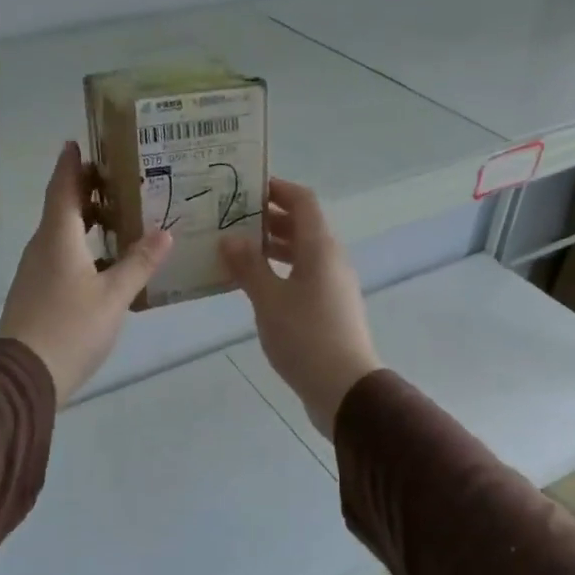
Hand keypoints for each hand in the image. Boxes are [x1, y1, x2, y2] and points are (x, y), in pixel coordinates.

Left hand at [0, 141, 172, 406]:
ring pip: (62, 234)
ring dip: (86, 221)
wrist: (23, 375)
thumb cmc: (70, 327)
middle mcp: (42, 247)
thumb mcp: (113, 296)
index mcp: (58, 238)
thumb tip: (165, 232)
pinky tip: (107, 263)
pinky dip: (83, 248)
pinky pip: (61, 256)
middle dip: (86, 191)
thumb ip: (139, 263)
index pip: (63, 188)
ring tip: (120, 218)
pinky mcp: (37, 293)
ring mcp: (36, 271)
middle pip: (62, 208)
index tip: (77, 142)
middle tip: (118, 180)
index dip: (71, 164)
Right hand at [220, 178, 381, 437]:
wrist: (344, 388)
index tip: (246, 187)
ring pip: (301, 252)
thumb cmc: (305, 337)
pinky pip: (301, 275)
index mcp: (320, 248)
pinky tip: (252, 284)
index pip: (302, 201)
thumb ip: (248, 266)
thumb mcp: (269, 299)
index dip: (277, 189)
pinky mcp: (328, 308)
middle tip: (230, 217)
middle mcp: (330, 259)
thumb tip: (230, 238)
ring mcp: (332, 284)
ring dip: (271, 246)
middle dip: (267, 217)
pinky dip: (278, 271)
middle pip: (302, 225)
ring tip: (234, 248)